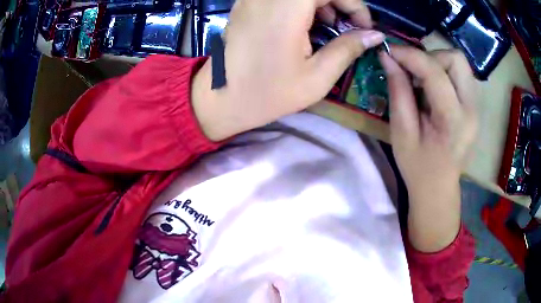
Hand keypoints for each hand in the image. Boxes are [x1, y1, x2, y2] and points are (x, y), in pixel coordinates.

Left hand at [192, 0, 385, 140]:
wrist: (219, 99)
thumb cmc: (267, 93)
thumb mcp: (316, 77)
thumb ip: (348, 48)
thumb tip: (374, 35)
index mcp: (286, 7)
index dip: (354, 4)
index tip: (364, 26)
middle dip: (339, 3)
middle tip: (347, 27)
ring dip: (321, 3)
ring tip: (329, 27)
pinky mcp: (247, 3)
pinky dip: (302, 4)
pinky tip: (306, 24)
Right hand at [380, 46, 477, 251]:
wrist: (438, 187)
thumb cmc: (418, 166)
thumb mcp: (401, 132)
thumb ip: (398, 91)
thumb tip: (388, 57)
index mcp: (454, 120)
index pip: (435, 72)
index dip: (410, 55)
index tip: (390, 52)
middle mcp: (472, 109)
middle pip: (456, 59)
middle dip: (430, 57)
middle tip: (413, 71)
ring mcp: (476, 106)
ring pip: (459, 63)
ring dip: (437, 62)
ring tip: (421, 80)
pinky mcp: (474, 105)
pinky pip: (460, 74)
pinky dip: (443, 71)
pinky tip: (431, 88)